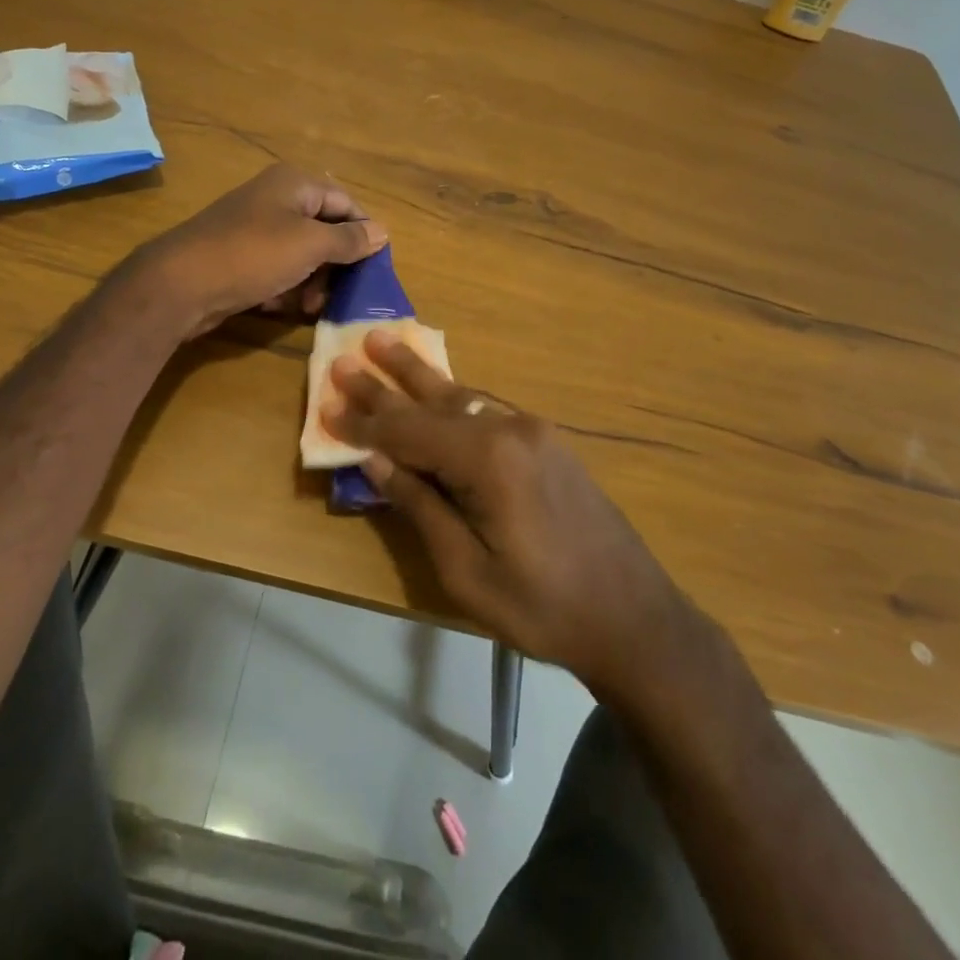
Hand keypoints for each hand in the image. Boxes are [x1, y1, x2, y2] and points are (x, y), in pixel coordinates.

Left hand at [137, 164, 387, 337]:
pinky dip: (283, 288)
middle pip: (324, 230)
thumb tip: (382, 232)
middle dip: (335, 265)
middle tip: (339, 295)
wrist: (181, 283)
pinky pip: (276, 269)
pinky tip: (278, 306)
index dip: (363, 234)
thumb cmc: (254, 255)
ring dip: (311, 282)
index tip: (373, 269)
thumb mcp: (311, 245)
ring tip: (307, 306)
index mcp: (295, 184)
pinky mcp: (240, 257)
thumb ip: (350, 239)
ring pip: (301, 254)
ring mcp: (255, 228)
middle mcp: (276, 199)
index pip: (346, 203)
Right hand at [322, 330, 699, 699]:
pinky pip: (486, 410)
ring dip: (418, 376)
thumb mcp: (467, 570)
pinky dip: (451, 399)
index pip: (408, 432)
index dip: (364, 423)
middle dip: (385, 382)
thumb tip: (376, 460)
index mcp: (488, 459)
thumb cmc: (542, 607)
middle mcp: (510, 429)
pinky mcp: (546, 442)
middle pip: (433, 401)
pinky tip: (436, 388)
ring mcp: (533, 431)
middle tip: (346, 356)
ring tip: (384, 343)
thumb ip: (420, 506)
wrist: (633, 616)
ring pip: (462, 396)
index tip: (326, 406)